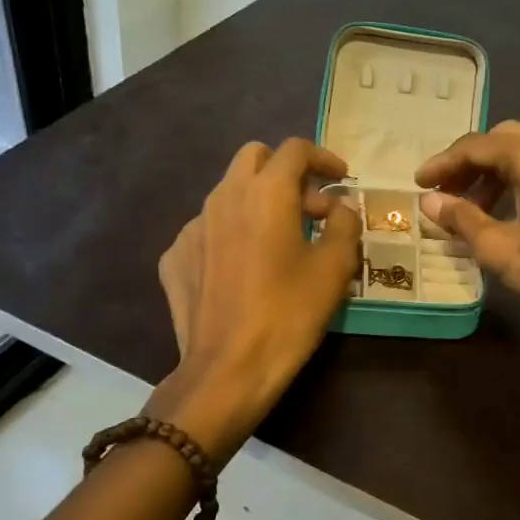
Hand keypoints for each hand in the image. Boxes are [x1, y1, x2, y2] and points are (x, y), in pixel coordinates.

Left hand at [148, 139, 361, 462]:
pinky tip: (243, 268)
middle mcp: (224, 197)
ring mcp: (192, 226)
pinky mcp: (174, 257)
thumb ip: (344, 225)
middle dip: (285, 171)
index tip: (341, 179)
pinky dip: (231, 233)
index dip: (323, 158)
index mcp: (266, 193)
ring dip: (258, 201)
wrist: (227, 370)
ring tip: (280, 240)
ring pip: (228, 192)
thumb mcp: (333, 269)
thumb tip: (341, 207)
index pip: (295, 150)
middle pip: (255, 157)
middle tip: (310, 207)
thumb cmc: (289, 314)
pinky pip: (208, 228)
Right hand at [416, 121, 519, 389]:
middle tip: (443, 194)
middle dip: (469, 164)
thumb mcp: (503, 249)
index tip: (418, 184)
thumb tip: (430, 202)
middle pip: (503, 141)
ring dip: (494, 174)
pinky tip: (507, 214)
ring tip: (471, 209)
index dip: (443, 163)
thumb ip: (463, 219)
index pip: (477, 145)